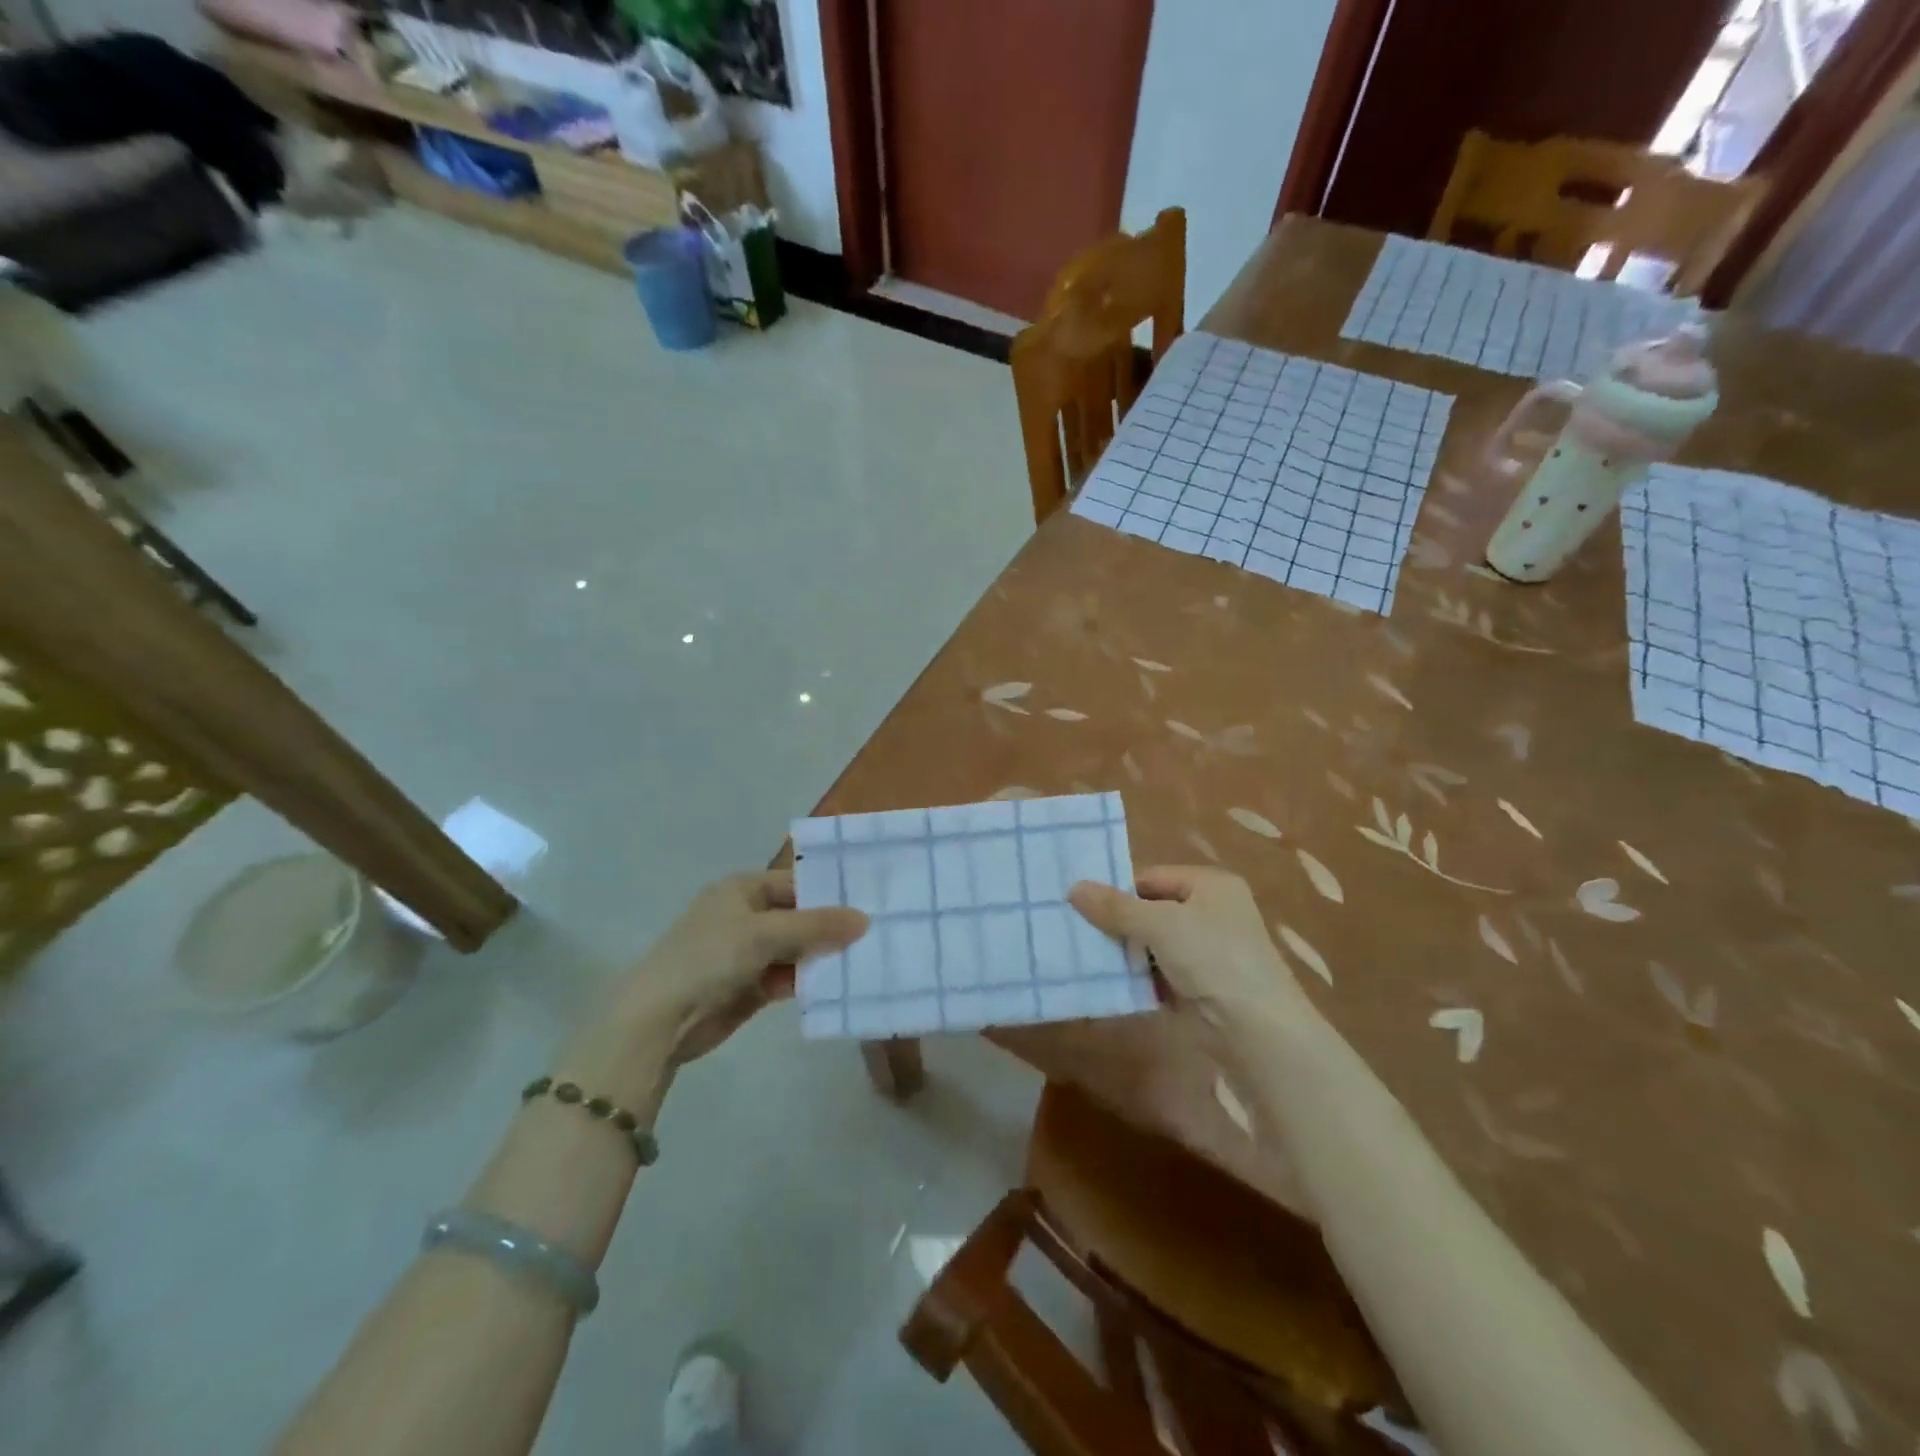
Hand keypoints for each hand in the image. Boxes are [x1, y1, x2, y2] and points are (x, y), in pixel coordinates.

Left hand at [621, 871, 868, 1065]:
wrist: (660, 1019)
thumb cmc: (710, 957)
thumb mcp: (766, 933)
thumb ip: (816, 926)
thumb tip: (865, 920)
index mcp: (743, 888)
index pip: (797, 884)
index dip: (830, 894)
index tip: (869, 904)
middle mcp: (746, 915)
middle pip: (799, 917)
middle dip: (831, 927)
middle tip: (877, 933)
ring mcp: (747, 952)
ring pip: (796, 949)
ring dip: (822, 956)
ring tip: (866, 960)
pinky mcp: (750, 986)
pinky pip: (788, 977)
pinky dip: (808, 980)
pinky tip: (839, 985)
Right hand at [1068, 866, 1299, 1021]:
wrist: (1257, 1032)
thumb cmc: (1213, 959)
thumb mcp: (1159, 924)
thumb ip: (1116, 907)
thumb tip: (1073, 887)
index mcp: (1210, 885)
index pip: (1152, 877)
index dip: (1118, 890)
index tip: (1082, 906)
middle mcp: (1212, 912)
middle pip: (1151, 910)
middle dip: (1119, 923)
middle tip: (1079, 933)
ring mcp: (1209, 952)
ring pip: (1154, 944)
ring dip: (1126, 953)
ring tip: (1088, 958)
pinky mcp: (1202, 986)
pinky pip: (1161, 973)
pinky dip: (1140, 978)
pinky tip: (1112, 983)